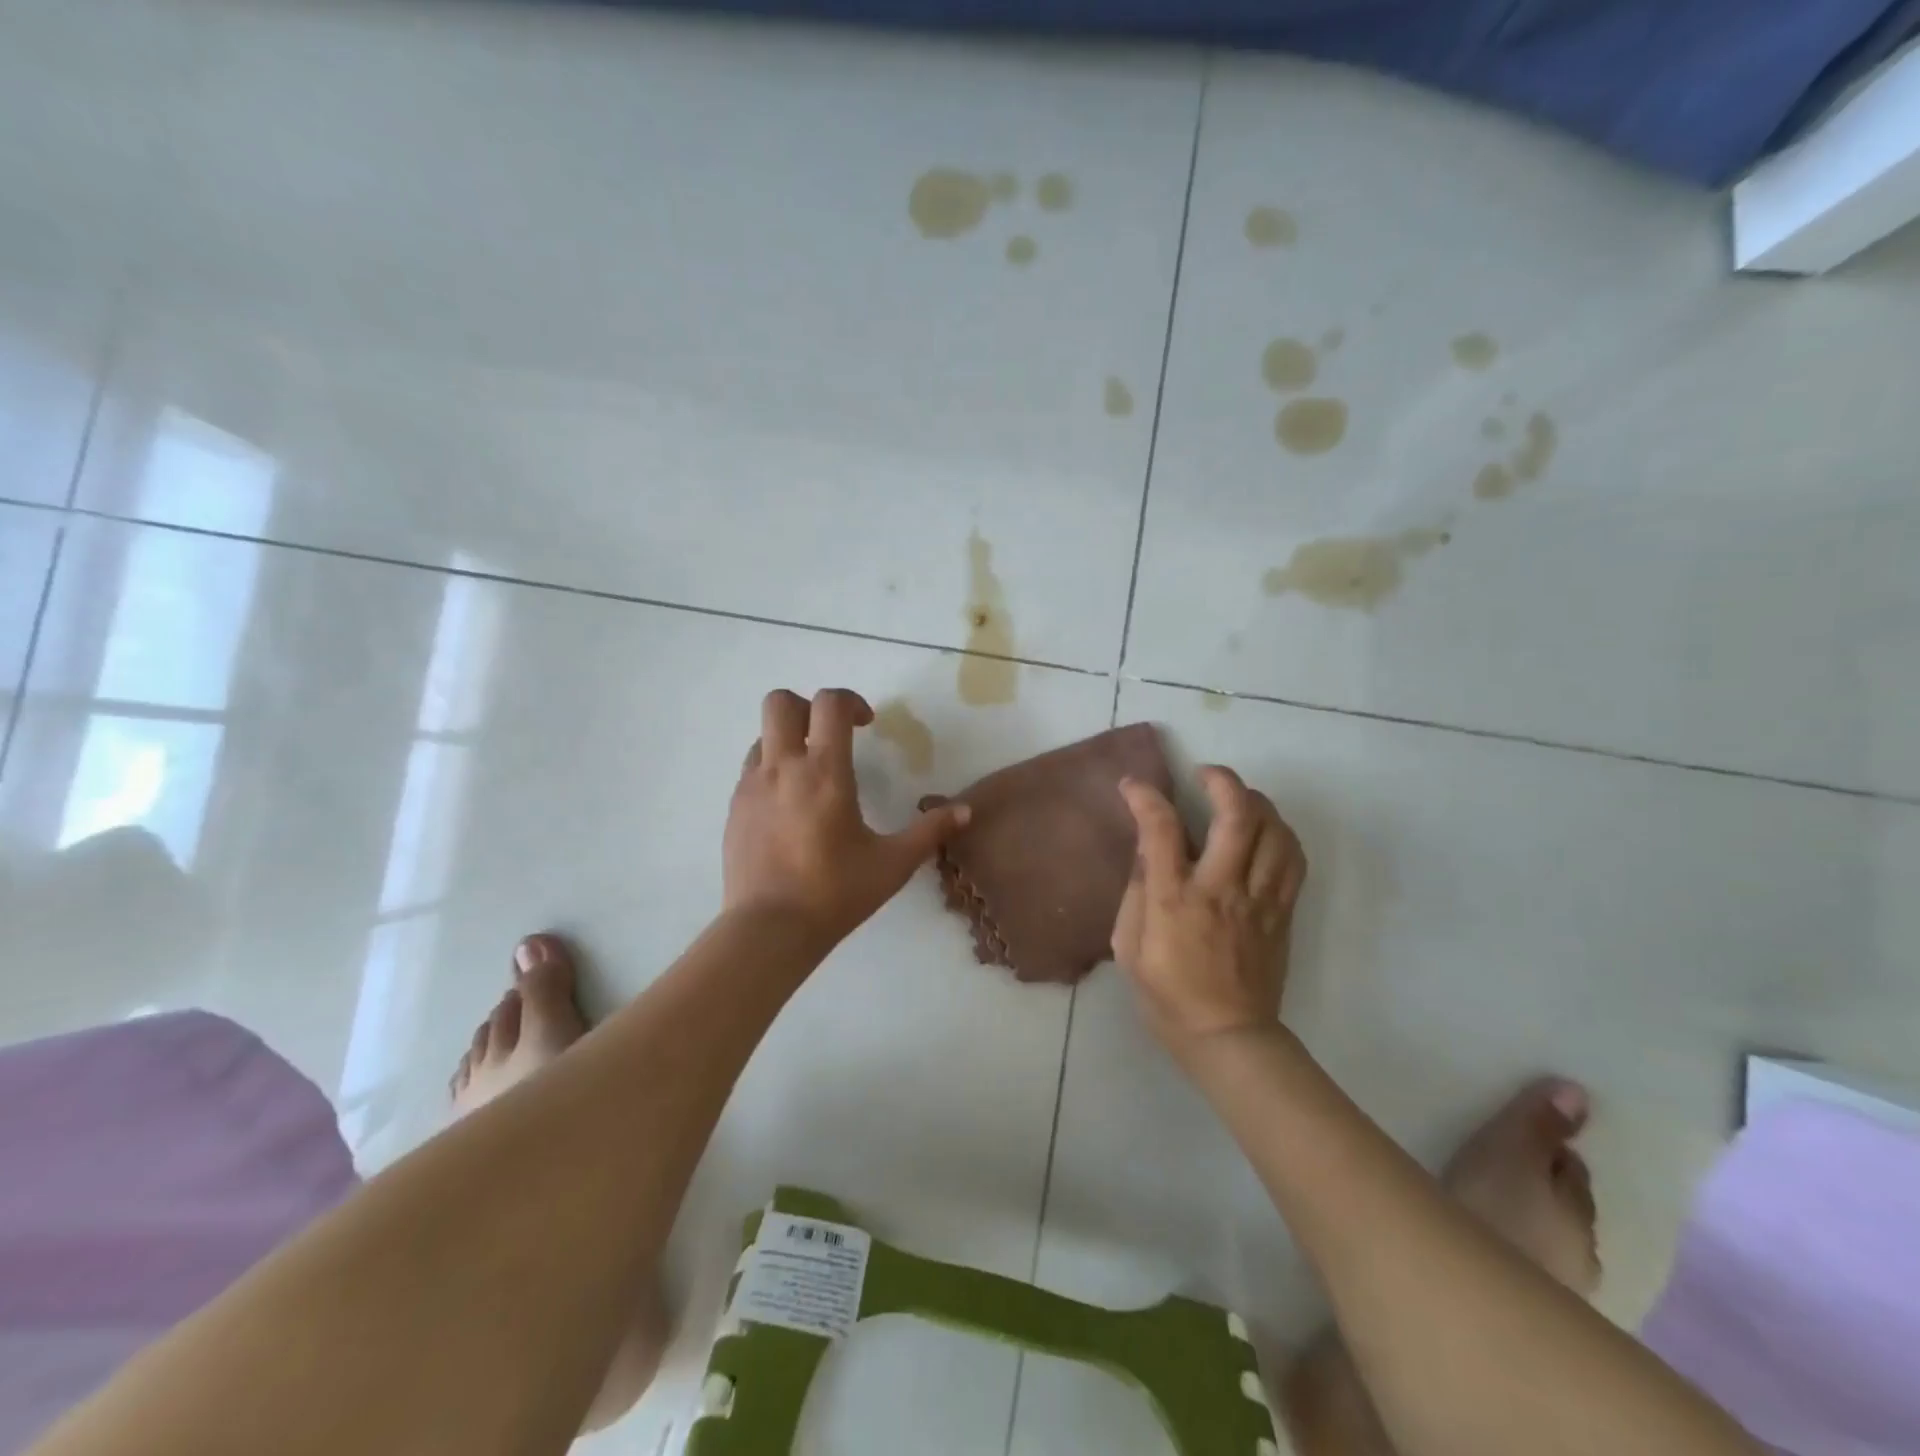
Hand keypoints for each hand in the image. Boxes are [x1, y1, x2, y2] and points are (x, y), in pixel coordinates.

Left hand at [724, 688, 969, 946]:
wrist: (769, 930)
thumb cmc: (835, 892)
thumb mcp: (893, 864)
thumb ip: (930, 832)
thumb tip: (965, 811)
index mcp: (824, 771)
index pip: (829, 704)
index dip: (850, 701)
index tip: (866, 724)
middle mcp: (782, 768)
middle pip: (780, 702)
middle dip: (808, 707)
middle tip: (831, 736)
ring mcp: (750, 787)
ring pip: (763, 736)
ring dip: (788, 741)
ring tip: (812, 776)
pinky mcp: (733, 809)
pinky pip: (751, 770)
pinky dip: (772, 771)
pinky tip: (790, 809)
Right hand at [1112, 765, 1306, 1058]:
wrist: (1228, 1037)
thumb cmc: (1167, 995)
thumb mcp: (1129, 948)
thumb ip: (1136, 893)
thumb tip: (1146, 850)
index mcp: (1176, 900)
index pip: (1162, 830)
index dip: (1146, 798)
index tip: (1133, 785)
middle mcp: (1222, 890)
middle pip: (1237, 817)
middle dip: (1221, 781)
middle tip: (1203, 774)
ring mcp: (1259, 900)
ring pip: (1274, 831)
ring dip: (1256, 802)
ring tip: (1236, 798)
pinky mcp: (1282, 912)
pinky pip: (1293, 860)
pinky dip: (1281, 833)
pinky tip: (1264, 830)